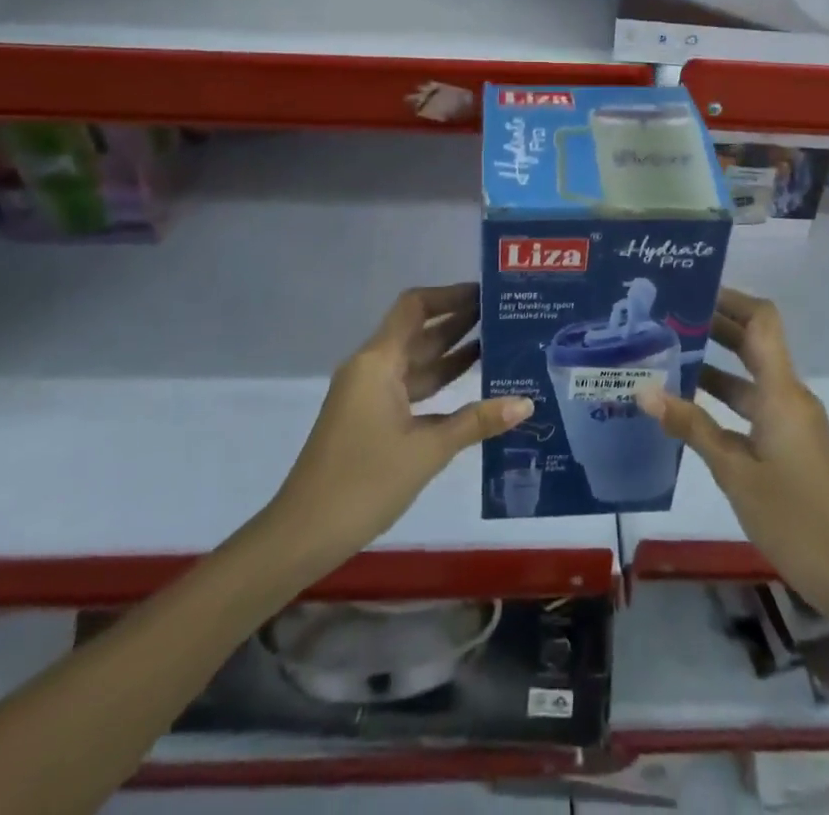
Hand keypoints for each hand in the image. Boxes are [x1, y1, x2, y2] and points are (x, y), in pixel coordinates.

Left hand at [268, 284, 530, 575]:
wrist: (303, 535)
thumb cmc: (363, 483)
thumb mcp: (427, 451)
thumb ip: (476, 422)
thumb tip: (526, 403)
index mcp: (378, 362)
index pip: (416, 307)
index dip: (450, 295)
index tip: (487, 293)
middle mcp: (372, 369)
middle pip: (419, 331)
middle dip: (460, 321)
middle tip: (505, 315)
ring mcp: (369, 395)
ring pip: (417, 362)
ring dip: (453, 352)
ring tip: (499, 343)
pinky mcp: (371, 419)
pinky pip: (411, 388)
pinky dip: (440, 383)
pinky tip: (474, 389)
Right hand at [638, 288, 828, 642]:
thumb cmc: (792, 516)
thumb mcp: (734, 471)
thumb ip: (691, 427)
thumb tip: (644, 391)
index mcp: (781, 392)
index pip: (762, 321)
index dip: (731, 299)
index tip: (692, 290)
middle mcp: (789, 395)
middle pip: (753, 342)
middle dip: (714, 325)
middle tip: (667, 318)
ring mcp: (790, 419)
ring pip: (749, 375)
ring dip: (713, 363)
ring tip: (666, 355)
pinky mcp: (788, 441)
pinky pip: (752, 403)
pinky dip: (722, 396)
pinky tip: (687, 406)